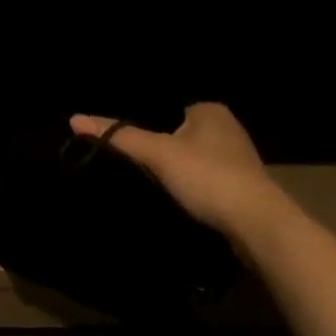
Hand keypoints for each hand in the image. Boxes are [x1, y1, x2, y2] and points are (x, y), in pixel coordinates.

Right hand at [69, 103, 284, 236]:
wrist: (260, 227)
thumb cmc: (208, 177)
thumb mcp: (158, 154)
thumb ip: (119, 136)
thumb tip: (75, 118)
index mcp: (210, 110)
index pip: (168, 108)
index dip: (148, 124)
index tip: (128, 142)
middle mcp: (228, 129)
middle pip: (182, 135)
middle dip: (164, 149)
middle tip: (135, 164)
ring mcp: (240, 161)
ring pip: (196, 161)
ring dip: (180, 173)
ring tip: (152, 185)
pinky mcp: (245, 192)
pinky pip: (209, 183)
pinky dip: (195, 191)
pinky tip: (180, 203)